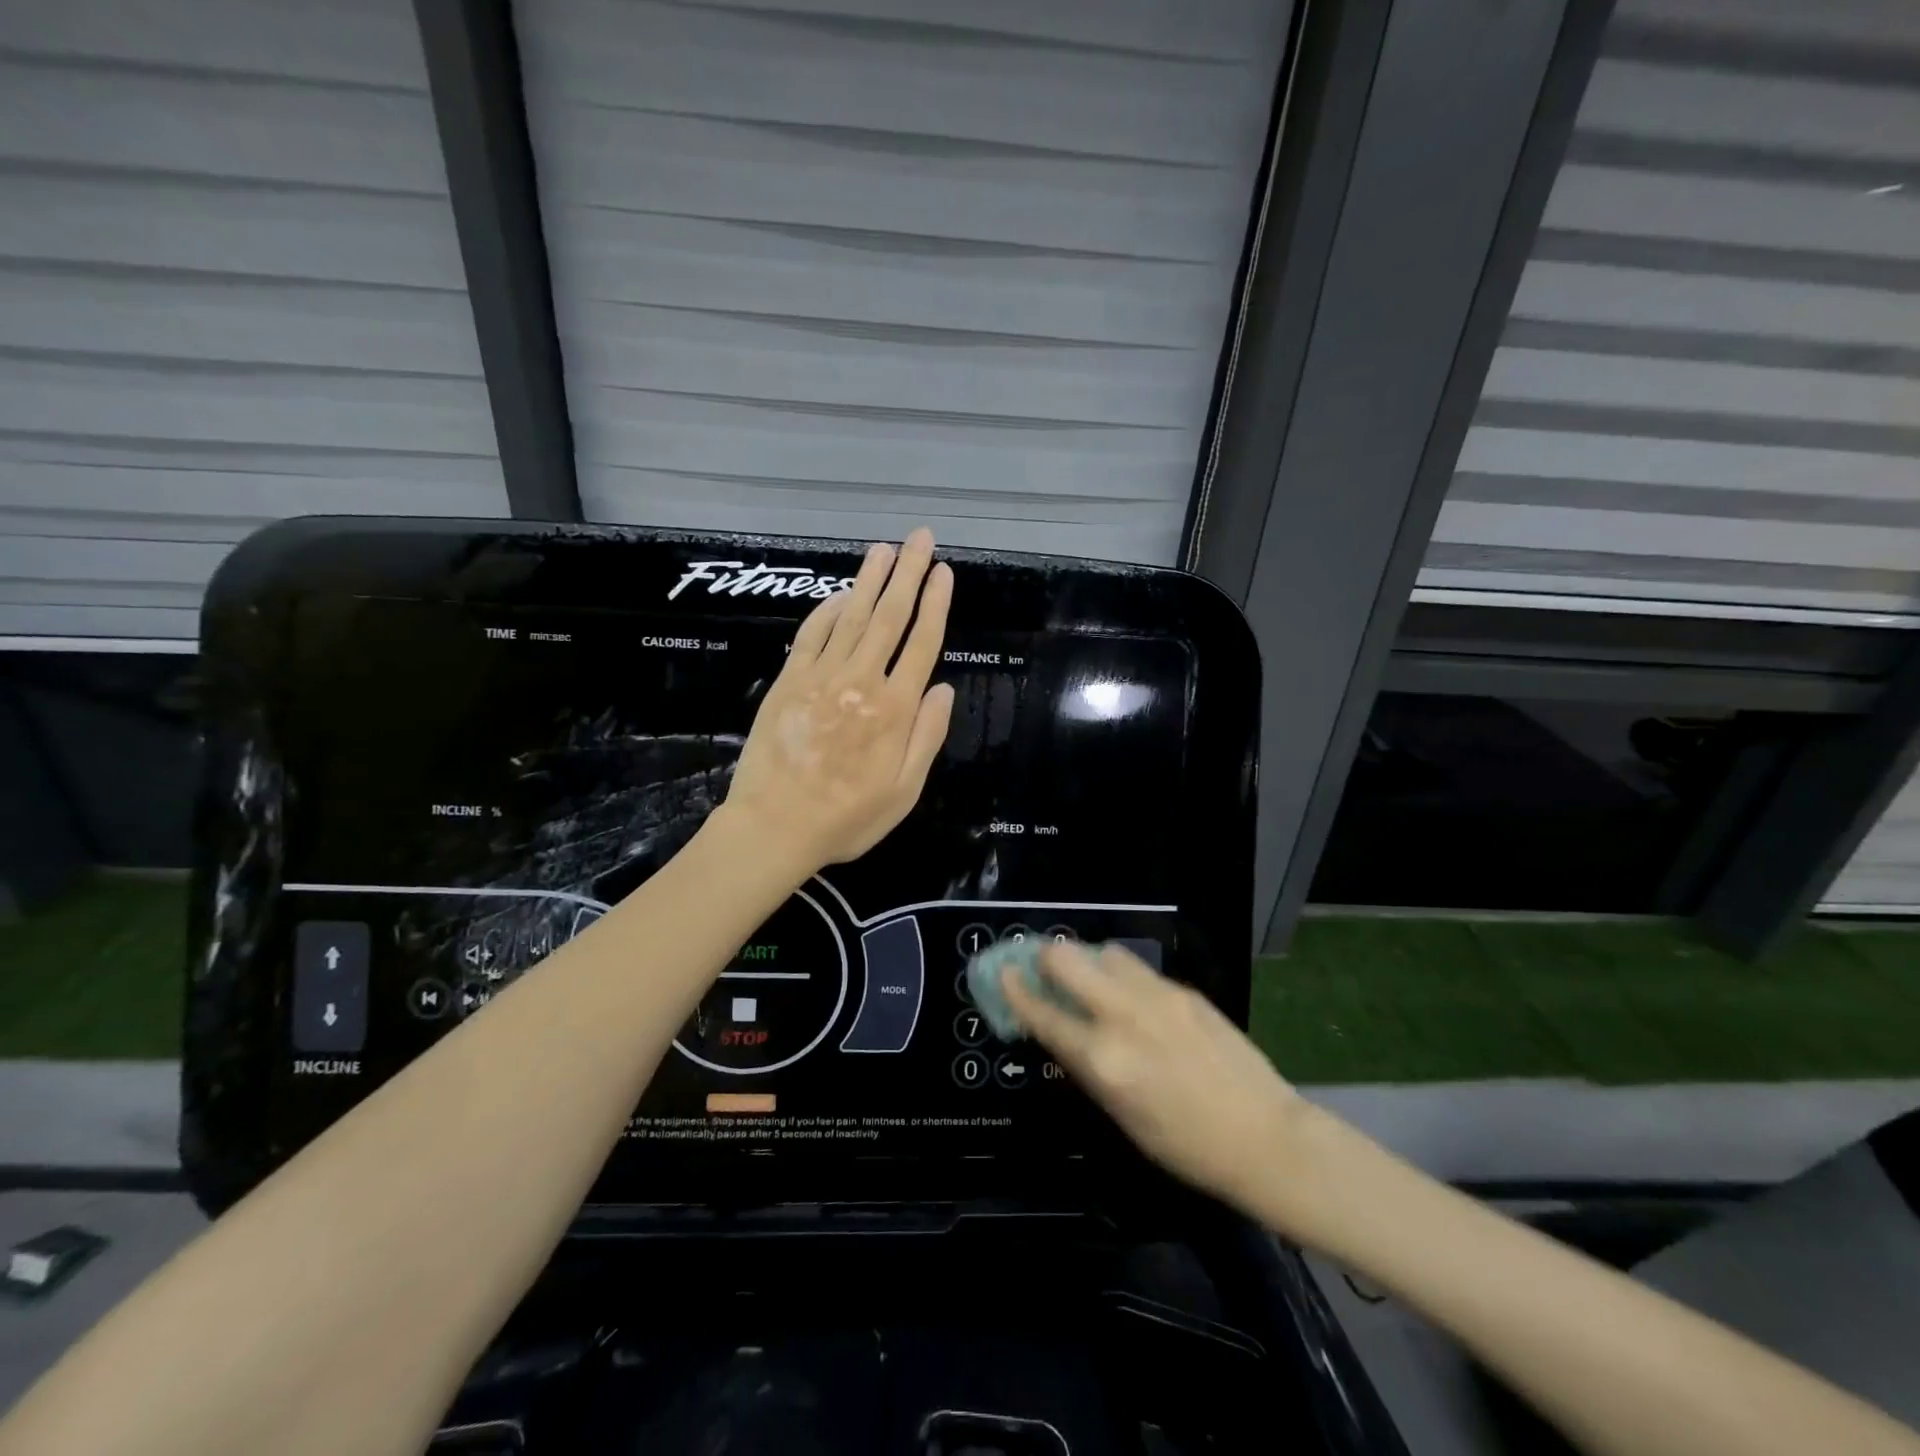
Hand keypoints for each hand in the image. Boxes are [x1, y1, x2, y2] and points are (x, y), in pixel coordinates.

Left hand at [723, 529, 954, 872]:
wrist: (775, 827)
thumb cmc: (847, 818)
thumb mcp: (904, 791)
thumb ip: (927, 737)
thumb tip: (944, 688)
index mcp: (895, 709)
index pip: (922, 644)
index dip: (936, 604)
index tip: (944, 573)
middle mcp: (862, 682)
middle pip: (890, 617)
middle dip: (908, 574)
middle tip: (920, 538)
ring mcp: (821, 677)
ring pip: (851, 616)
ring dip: (870, 580)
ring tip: (885, 548)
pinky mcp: (789, 681)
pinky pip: (811, 635)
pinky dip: (826, 609)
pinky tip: (839, 592)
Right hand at [1004, 942, 1308, 1210]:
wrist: (1264, 1136)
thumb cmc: (1183, 1144)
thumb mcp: (1120, 1114)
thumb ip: (1085, 1064)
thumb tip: (1059, 1029)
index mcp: (1103, 1059)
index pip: (1043, 1013)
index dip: (1016, 990)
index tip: (1003, 972)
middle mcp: (1124, 1016)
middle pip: (1066, 958)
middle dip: (1047, 958)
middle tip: (1046, 970)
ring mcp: (1157, 996)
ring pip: (1106, 952)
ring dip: (1090, 962)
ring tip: (1094, 982)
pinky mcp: (1184, 990)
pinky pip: (1139, 970)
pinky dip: (1124, 977)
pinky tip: (1134, 1000)